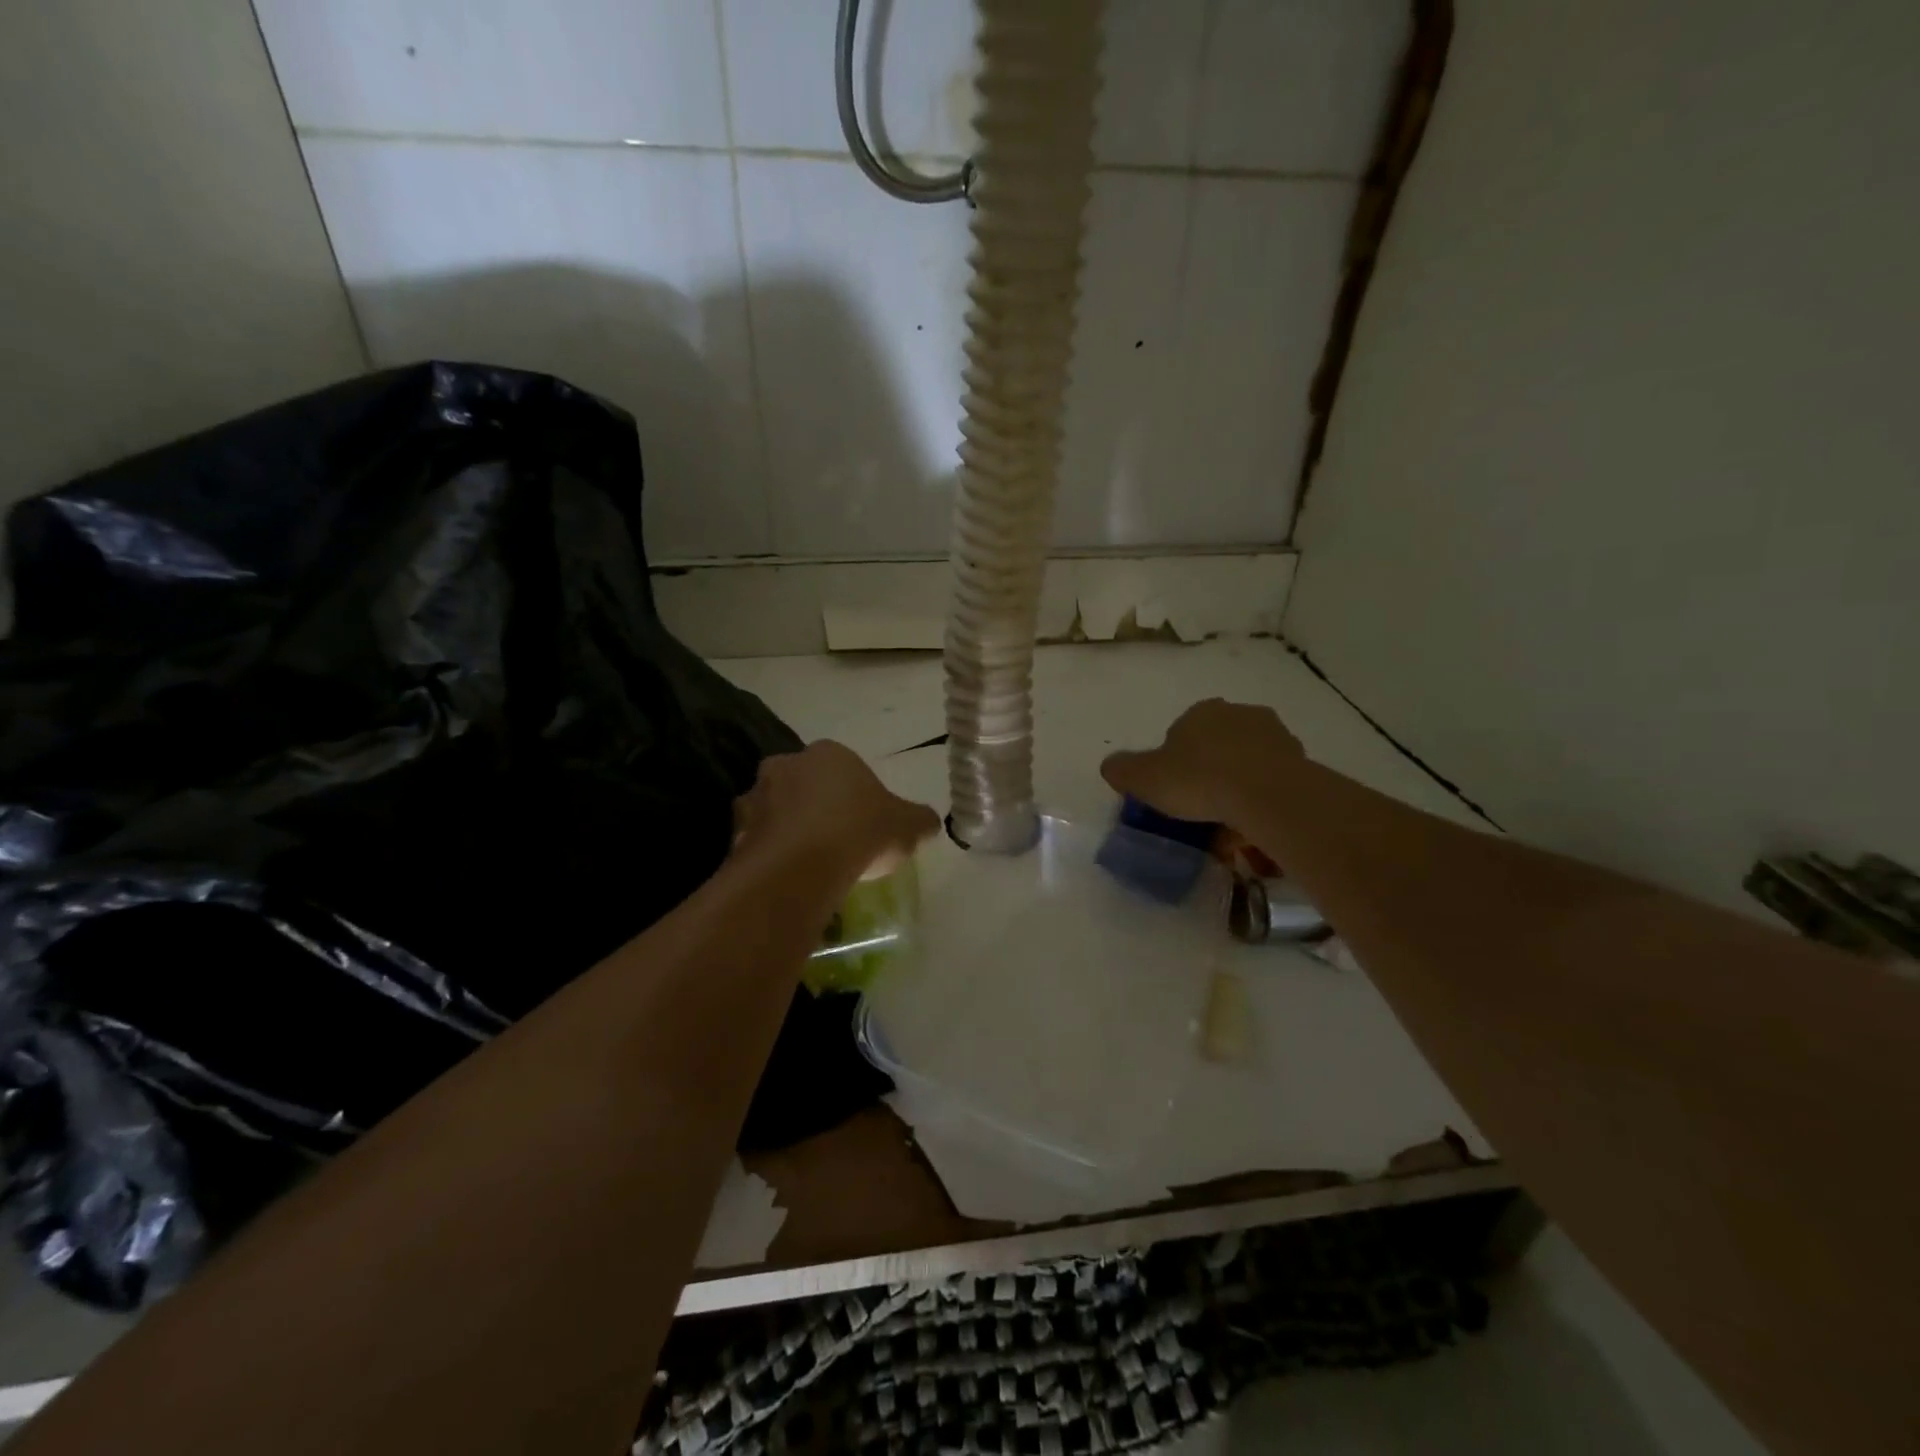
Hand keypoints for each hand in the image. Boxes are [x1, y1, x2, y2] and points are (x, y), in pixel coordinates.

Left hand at [733, 741, 940, 882]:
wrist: (802, 866)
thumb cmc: (861, 831)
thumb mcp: (907, 826)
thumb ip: (919, 820)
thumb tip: (931, 822)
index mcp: (829, 753)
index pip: (843, 766)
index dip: (854, 794)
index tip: (863, 823)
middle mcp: (787, 764)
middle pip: (804, 783)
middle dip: (814, 805)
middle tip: (834, 839)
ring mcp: (756, 795)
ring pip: (775, 809)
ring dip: (786, 827)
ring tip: (807, 862)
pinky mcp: (734, 830)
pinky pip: (757, 839)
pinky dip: (768, 852)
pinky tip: (785, 875)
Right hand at [1101, 699, 1303, 826]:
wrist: (1265, 794)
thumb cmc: (1198, 779)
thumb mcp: (1143, 778)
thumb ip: (1123, 770)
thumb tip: (1111, 767)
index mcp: (1201, 712)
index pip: (1181, 733)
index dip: (1175, 763)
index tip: (1174, 791)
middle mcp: (1239, 714)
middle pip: (1218, 746)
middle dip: (1210, 772)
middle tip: (1201, 808)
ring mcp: (1275, 735)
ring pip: (1248, 763)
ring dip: (1239, 786)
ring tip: (1230, 823)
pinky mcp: (1301, 761)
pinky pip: (1273, 782)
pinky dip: (1263, 799)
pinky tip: (1255, 824)